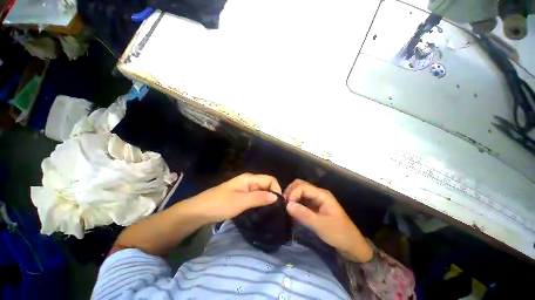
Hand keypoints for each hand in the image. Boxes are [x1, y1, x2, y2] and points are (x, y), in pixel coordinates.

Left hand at [187, 173, 281, 222]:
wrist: (199, 210)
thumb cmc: (220, 204)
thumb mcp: (241, 202)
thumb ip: (259, 198)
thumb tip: (276, 197)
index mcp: (249, 178)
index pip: (270, 179)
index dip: (276, 189)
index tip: (278, 204)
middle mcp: (249, 180)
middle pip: (267, 184)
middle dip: (272, 195)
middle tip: (276, 210)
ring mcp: (245, 188)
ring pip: (261, 191)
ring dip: (267, 199)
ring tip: (271, 211)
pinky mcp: (241, 194)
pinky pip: (255, 196)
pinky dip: (260, 201)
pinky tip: (261, 210)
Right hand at [284, 179, 372, 262]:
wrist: (351, 245)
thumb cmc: (338, 234)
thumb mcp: (320, 225)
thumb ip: (303, 214)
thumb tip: (287, 205)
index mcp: (321, 194)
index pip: (302, 186)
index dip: (293, 193)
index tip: (287, 205)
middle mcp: (318, 193)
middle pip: (300, 185)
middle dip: (290, 192)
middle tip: (284, 204)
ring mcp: (316, 199)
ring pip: (300, 191)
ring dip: (292, 196)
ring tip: (286, 207)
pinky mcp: (314, 206)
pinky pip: (302, 199)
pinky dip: (295, 202)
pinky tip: (292, 209)